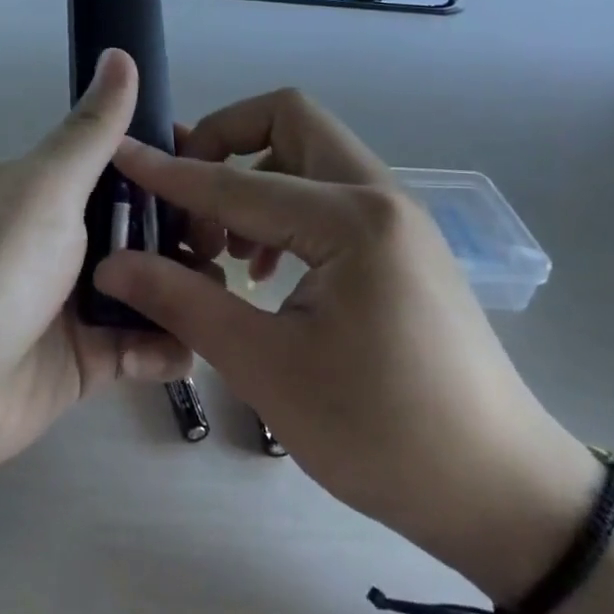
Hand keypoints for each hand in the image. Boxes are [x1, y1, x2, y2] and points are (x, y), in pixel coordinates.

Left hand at [0, 49, 191, 492]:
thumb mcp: (44, 191)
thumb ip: (91, 133)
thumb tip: (120, 53)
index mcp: (53, 190)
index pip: (128, 166)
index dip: (174, 169)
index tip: (217, 178)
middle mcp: (67, 240)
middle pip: (148, 228)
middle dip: (188, 235)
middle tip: (223, 249)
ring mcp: (76, 301)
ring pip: (152, 287)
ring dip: (184, 293)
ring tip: (213, 304)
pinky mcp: (85, 359)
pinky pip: (141, 345)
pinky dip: (163, 347)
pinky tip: (177, 351)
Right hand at [94, 89, 598, 602]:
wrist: (500, 493)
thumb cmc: (382, 433)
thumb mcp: (267, 369)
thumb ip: (183, 302)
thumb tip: (113, 264)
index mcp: (351, 220)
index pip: (236, 181)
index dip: (170, 172)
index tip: (119, 156)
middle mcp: (378, 196)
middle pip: (288, 120)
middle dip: (225, 142)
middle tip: (186, 197)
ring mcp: (395, 216)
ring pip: (308, 153)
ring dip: (253, 176)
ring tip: (222, 244)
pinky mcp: (398, 243)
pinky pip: (327, 192)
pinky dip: (282, 204)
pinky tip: (261, 268)